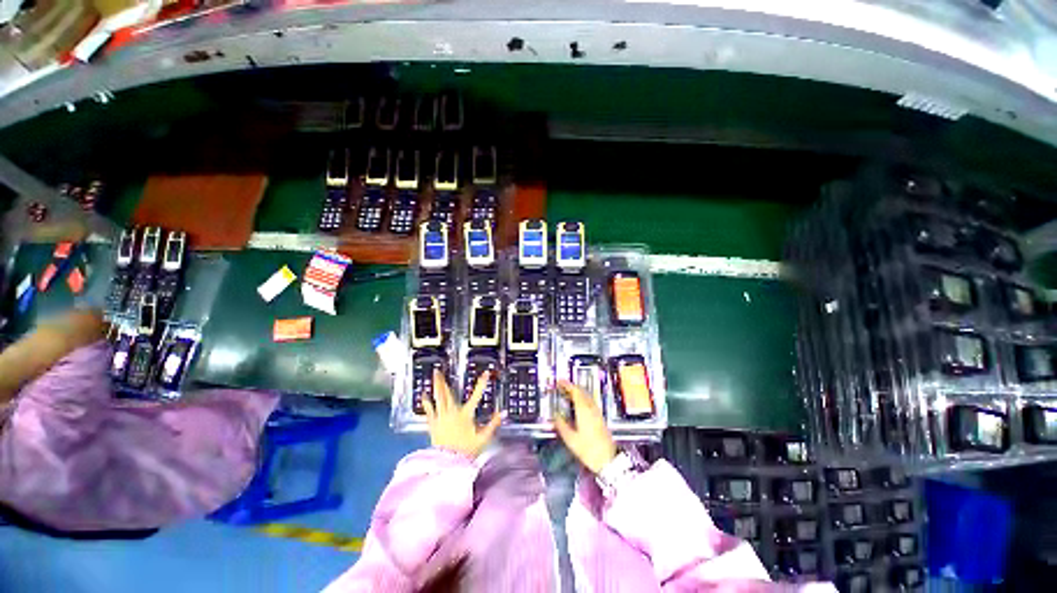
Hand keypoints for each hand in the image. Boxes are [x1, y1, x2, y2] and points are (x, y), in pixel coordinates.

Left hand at [423, 370, 501, 458]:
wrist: (449, 462)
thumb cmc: (467, 450)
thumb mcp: (483, 437)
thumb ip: (493, 424)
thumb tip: (503, 413)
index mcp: (466, 414)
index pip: (476, 395)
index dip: (482, 383)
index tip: (485, 373)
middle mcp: (452, 413)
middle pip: (448, 393)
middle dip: (444, 381)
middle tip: (440, 370)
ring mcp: (441, 417)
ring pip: (438, 398)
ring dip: (436, 386)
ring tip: (434, 376)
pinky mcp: (433, 424)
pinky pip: (429, 410)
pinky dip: (426, 402)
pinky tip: (424, 394)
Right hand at [553, 380, 617, 473]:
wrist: (609, 460)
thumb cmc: (589, 450)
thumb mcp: (571, 440)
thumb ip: (562, 426)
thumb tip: (555, 415)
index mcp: (584, 410)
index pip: (575, 392)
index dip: (567, 385)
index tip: (559, 381)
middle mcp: (591, 408)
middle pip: (582, 392)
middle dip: (572, 387)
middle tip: (561, 386)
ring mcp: (597, 412)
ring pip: (587, 396)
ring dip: (577, 392)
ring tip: (568, 393)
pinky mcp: (600, 418)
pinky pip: (590, 402)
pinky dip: (582, 398)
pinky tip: (578, 404)